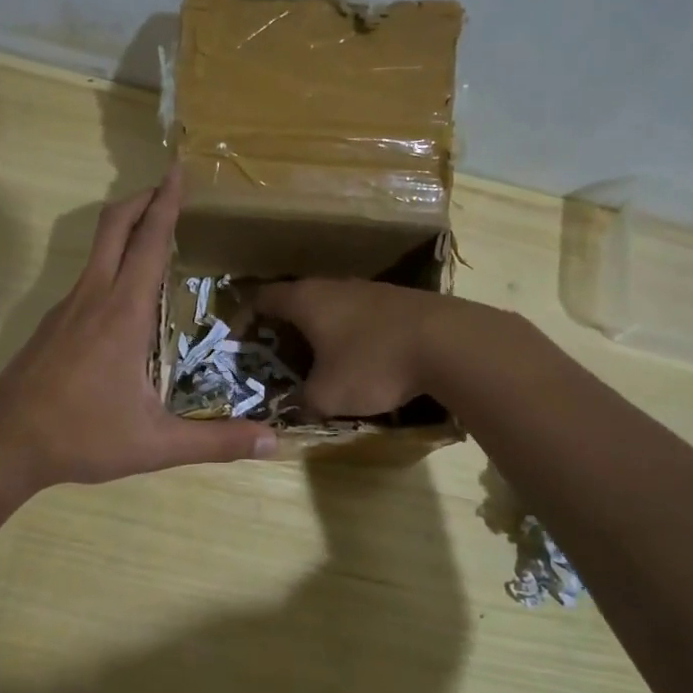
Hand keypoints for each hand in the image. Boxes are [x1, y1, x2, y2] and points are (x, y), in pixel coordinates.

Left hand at [0, 171, 274, 490]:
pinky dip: (112, 262)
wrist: (3, 442)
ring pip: (98, 248)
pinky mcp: (53, 323)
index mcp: (123, 313)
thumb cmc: (82, 436)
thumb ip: (215, 442)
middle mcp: (93, 297)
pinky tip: (126, 296)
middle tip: (170, 188)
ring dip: (126, 228)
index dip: (167, 203)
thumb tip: (272, 443)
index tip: (178, 170)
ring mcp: (66, 307)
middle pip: (115, 225)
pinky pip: (88, 276)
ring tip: (156, 236)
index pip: (149, 241)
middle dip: (143, 198)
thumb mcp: (155, 444)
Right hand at [252, 279, 462, 417]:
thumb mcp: (327, 395)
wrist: (450, 343)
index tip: (242, 338)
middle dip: (288, 325)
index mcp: (307, 300)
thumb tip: (299, 405)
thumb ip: (304, 401)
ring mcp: (372, 290)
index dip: (248, 316)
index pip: (264, 298)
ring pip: (336, 306)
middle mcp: (336, 286)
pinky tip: (366, 357)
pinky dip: (356, 334)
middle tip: (281, 353)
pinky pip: (366, 316)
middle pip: (301, 300)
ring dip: (325, 329)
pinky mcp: (403, 301)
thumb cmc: (373, 364)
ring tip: (323, 358)